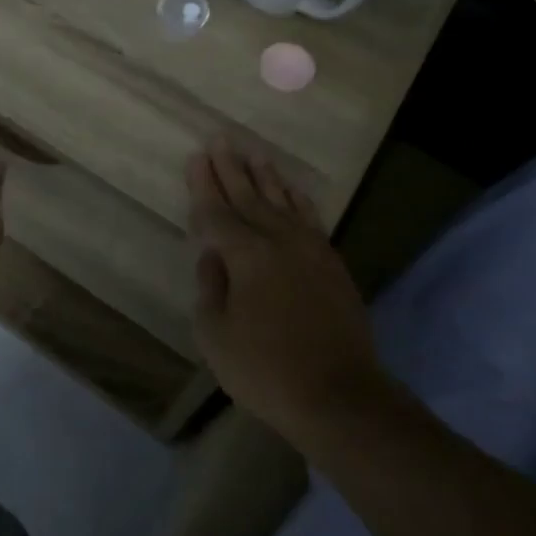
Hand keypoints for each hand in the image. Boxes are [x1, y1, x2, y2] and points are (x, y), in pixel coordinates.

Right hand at [188, 138, 378, 440]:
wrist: (339, 396)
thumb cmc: (266, 370)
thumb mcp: (216, 335)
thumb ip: (210, 288)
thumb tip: (213, 257)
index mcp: (246, 255)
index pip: (217, 213)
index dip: (203, 186)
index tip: (196, 158)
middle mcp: (279, 241)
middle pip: (249, 197)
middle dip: (231, 168)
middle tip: (220, 139)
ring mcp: (311, 250)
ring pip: (282, 202)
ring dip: (266, 177)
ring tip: (254, 153)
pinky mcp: (332, 264)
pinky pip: (310, 218)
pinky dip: (298, 200)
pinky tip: (293, 190)